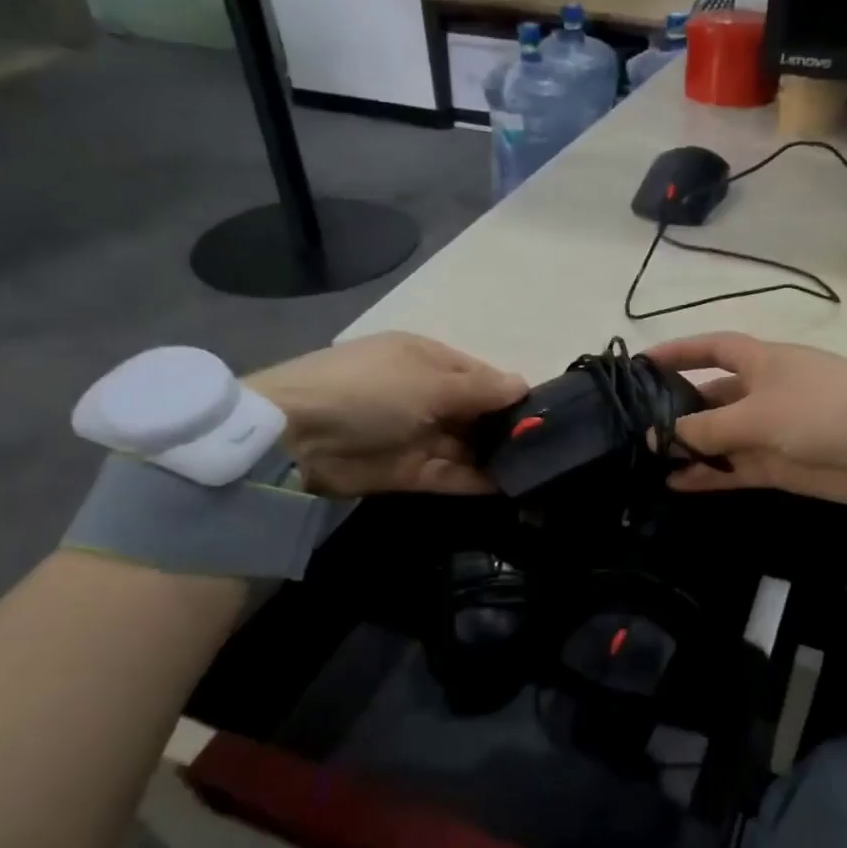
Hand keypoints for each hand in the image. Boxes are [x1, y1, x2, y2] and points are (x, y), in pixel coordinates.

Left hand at [247, 333, 526, 495]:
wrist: (297, 437)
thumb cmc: (371, 391)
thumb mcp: (431, 381)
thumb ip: (482, 389)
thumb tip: (524, 385)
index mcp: (428, 360)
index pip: (481, 376)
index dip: (512, 394)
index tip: (548, 415)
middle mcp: (425, 395)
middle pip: (476, 413)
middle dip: (508, 429)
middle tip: (549, 448)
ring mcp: (416, 435)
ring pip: (466, 446)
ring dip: (496, 457)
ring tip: (538, 470)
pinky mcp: (408, 472)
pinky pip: (451, 475)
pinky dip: (477, 481)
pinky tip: (511, 487)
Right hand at [645, 333, 846, 504]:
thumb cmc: (825, 409)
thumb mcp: (758, 413)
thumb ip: (705, 429)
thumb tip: (655, 437)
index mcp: (760, 362)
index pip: (711, 349)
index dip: (679, 352)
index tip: (641, 364)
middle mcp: (761, 392)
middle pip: (709, 398)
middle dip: (676, 410)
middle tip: (633, 428)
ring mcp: (769, 431)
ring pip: (718, 438)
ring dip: (688, 448)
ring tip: (645, 461)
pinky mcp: (777, 466)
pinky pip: (732, 469)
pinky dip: (707, 476)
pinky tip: (674, 484)